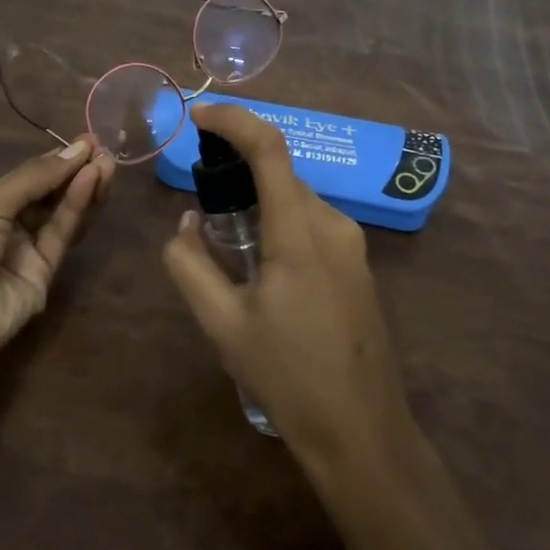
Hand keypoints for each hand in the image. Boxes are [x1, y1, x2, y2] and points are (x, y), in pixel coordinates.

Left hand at [0, 140, 114, 370]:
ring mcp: (28, 251)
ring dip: (84, 187)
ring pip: (62, 214)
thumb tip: (77, 148)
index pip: (29, 178)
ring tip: (106, 163)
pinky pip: (63, 234)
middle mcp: (9, 226)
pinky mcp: (46, 273)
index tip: (86, 141)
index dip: (56, 160)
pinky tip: (90, 182)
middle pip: (50, 195)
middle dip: (75, 171)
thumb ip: (35, 178)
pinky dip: (77, 207)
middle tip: (102, 149)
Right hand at [161, 104, 415, 478]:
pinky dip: (279, 219)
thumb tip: (187, 223)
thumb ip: (190, 265)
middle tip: (201, 191)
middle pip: (281, 172)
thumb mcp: (223, 324)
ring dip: (259, 198)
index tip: (198, 116)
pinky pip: (311, 222)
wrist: (363, 433)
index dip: (234, 120)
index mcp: (299, 232)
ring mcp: (352, 245)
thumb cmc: (288, 378)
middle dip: (238, 167)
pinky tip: (260, 263)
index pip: (269, 149)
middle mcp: (332, 225)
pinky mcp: (358, 265)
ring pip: (296, 198)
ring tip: (225, 237)